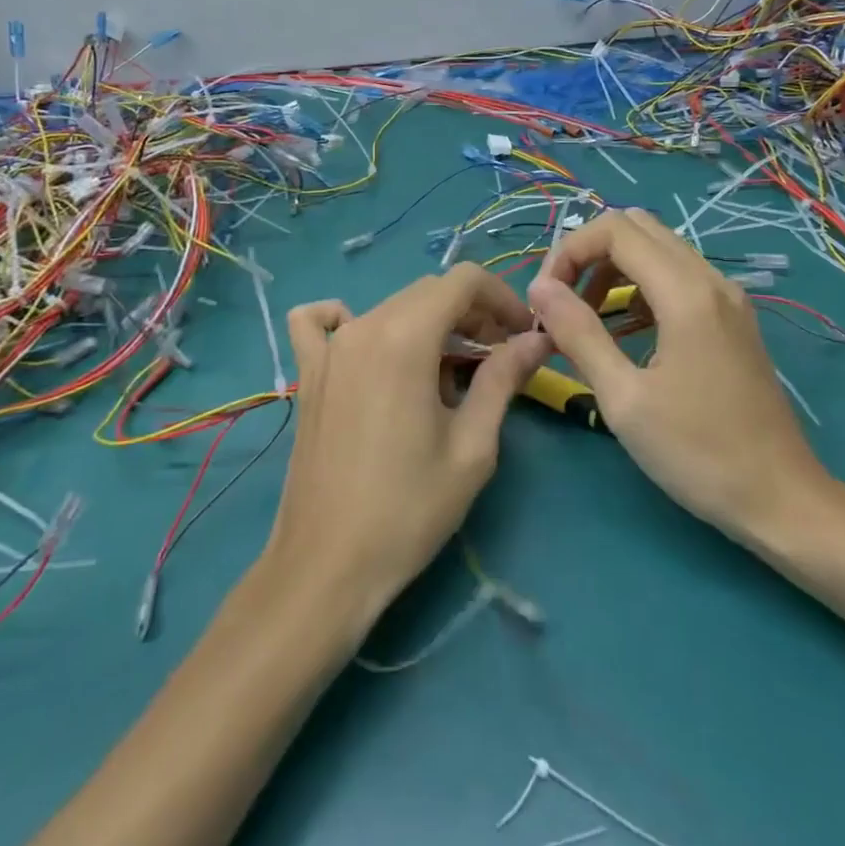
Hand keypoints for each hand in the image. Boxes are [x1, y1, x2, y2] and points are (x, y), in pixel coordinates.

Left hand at [264, 265, 549, 620]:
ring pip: (389, 306)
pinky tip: (367, 350)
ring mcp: (329, 347)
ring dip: (427, 322)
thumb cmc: (409, 509)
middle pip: (427, 291)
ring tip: (448, 369)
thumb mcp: (472, 446)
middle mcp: (363, 326)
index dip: (500, 298)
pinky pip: (320, 322)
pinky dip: (348, 320)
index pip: (462, 280)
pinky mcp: (308, 372)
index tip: (520, 335)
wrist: (327, 564)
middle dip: (470, 312)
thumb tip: (535, 340)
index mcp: (405, 336)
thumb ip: (503, 379)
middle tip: (496, 357)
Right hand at [526, 208, 830, 546]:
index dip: (568, 251)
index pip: (614, 230)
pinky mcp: (731, 317)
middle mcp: (710, 280)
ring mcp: (726, 297)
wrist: (782, 500)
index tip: (544, 298)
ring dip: (612, 268)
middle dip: (588, 252)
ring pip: (657, 249)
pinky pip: (676, 276)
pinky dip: (639, 286)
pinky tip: (623, 330)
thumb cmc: (698, 454)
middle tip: (561, 300)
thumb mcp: (624, 399)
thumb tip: (539, 289)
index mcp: (686, 293)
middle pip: (636, 227)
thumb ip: (578, 334)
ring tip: (583, 317)